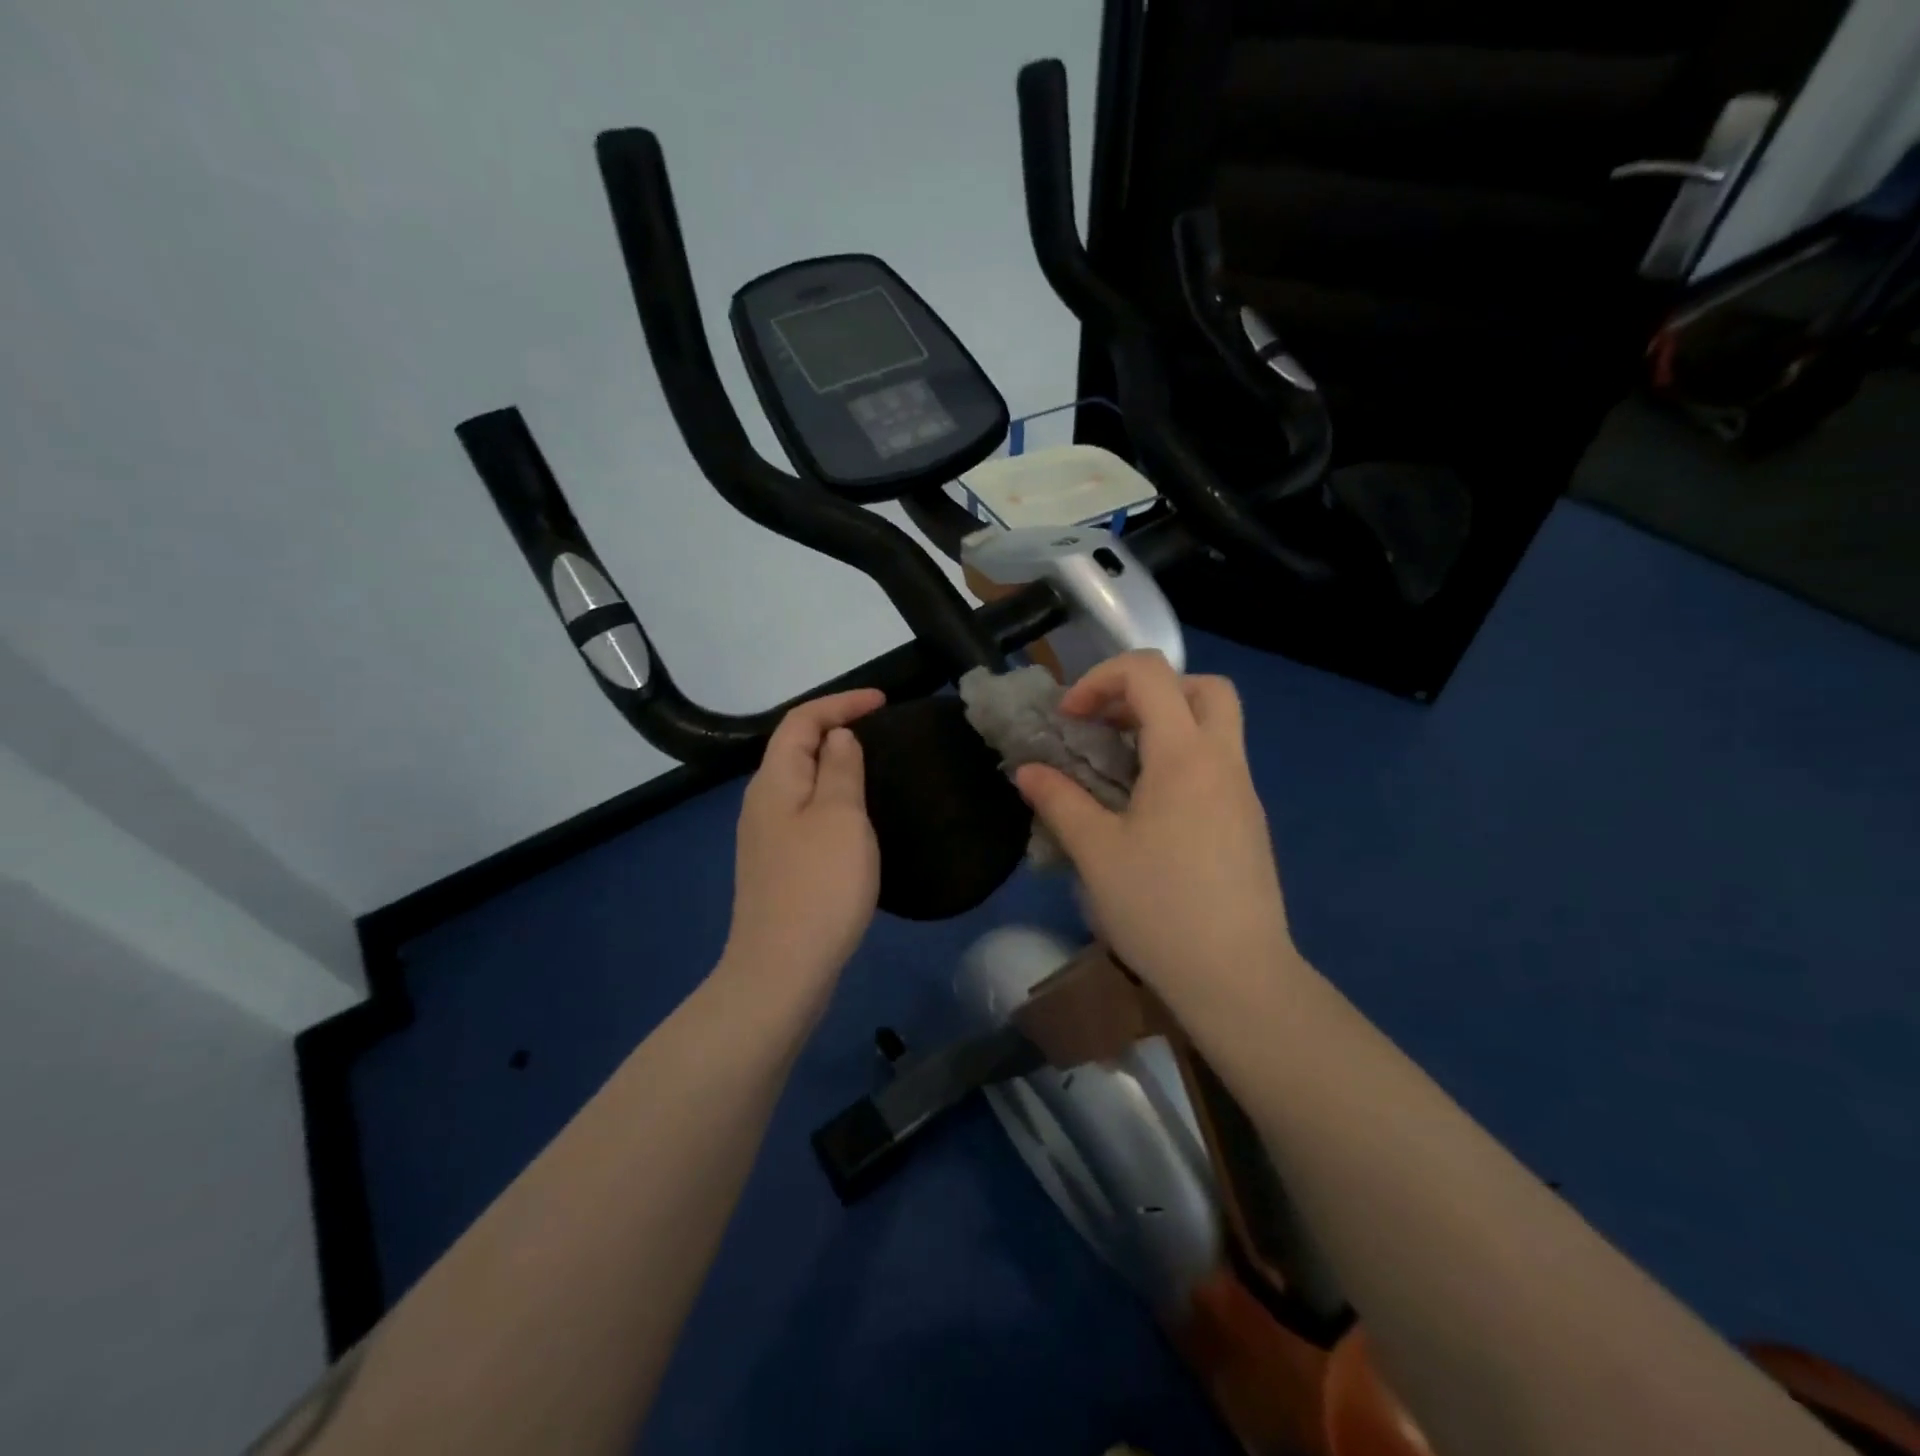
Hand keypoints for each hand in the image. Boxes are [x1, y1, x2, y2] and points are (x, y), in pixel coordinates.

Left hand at [720, 689, 884, 1001]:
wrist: (782, 969)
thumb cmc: (819, 885)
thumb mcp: (840, 816)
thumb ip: (839, 768)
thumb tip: (837, 737)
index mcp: (775, 781)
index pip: (802, 720)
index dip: (841, 703)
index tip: (884, 702)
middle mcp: (762, 802)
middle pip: (795, 748)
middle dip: (836, 729)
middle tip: (882, 731)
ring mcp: (766, 837)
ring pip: (800, 782)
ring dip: (834, 765)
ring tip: (874, 766)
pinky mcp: (777, 865)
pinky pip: (805, 813)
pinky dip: (831, 799)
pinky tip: (854, 818)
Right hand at [1014, 652, 1296, 1012]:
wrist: (1238, 978)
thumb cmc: (1160, 908)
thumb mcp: (1095, 852)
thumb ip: (1059, 800)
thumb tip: (1027, 771)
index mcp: (1186, 756)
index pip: (1150, 673)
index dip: (1100, 680)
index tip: (1070, 720)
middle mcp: (1224, 761)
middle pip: (1203, 687)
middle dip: (1149, 690)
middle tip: (1109, 725)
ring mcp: (1244, 792)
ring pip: (1216, 725)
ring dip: (1167, 725)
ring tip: (1120, 766)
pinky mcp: (1248, 822)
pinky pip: (1217, 764)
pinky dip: (1181, 760)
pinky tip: (1148, 809)